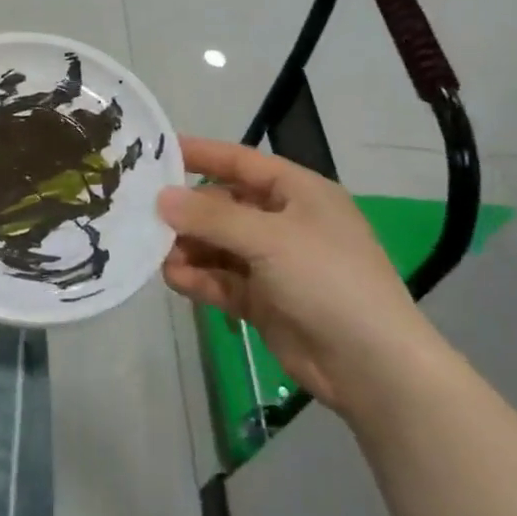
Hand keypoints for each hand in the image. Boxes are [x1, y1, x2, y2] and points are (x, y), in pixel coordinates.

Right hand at [156, 137, 445, 419]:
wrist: (371, 365)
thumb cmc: (327, 280)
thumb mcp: (269, 238)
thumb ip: (212, 217)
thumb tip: (161, 199)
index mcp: (298, 193)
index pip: (241, 162)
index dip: (202, 154)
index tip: (156, 151)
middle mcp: (284, 222)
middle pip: (224, 207)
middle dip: (188, 213)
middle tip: (145, 217)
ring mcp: (274, 264)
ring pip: (218, 246)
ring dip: (189, 249)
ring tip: (158, 256)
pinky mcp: (264, 300)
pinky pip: (222, 280)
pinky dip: (199, 279)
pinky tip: (174, 279)